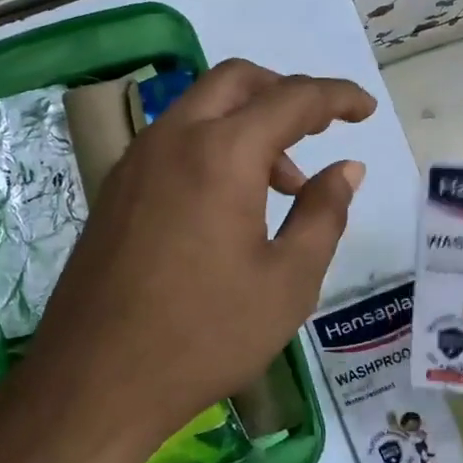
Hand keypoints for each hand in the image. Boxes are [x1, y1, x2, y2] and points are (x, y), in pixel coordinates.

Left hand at [24, 59, 373, 462]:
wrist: (96, 380)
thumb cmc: (205, 334)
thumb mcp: (288, 281)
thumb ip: (324, 213)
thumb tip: (347, 168)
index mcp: (222, 153)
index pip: (292, 99)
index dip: (337, 97)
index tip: (366, 109)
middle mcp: (173, 138)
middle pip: (236, 81)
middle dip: (285, 93)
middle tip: (319, 131)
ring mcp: (135, 161)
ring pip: (200, 109)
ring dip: (248, 124)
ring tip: (281, 187)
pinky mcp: (115, 189)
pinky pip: (174, 141)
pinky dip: (213, 146)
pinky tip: (229, 203)